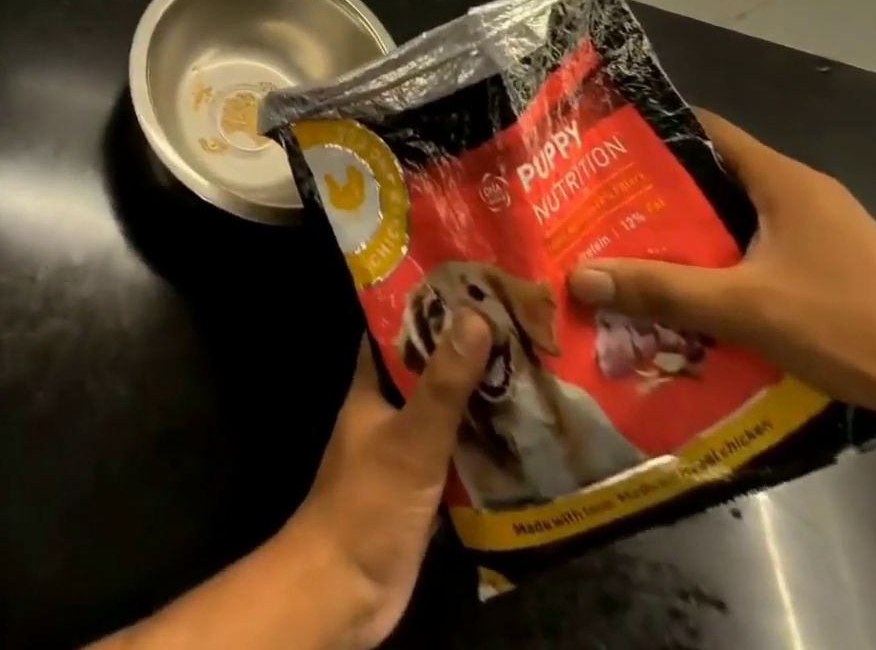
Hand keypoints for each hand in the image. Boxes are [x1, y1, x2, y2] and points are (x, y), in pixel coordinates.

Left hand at [279, 312, 490, 649]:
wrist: (345, 591)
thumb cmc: (368, 501)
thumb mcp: (410, 437)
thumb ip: (443, 382)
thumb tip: (475, 315)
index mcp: (373, 380)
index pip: (400, 324)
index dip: (431, 302)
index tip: (473, 283)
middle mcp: (389, 404)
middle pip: (431, 363)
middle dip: (467, 348)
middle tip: (517, 325)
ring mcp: (406, 444)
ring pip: (448, 406)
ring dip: (481, 394)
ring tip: (531, 368)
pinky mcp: (424, 484)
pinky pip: (459, 450)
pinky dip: (485, 440)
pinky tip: (523, 432)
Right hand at [567, 110, 875, 431]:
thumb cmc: (849, 328)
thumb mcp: (744, 308)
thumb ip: (661, 290)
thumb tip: (579, 276)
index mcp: (783, 179)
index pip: (706, 128)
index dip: (656, 132)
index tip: (610, 150)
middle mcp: (805, 191)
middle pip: (719, 171)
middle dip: (667, 188)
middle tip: (616, 206)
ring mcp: (829, 227)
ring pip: (744, 209)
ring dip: (700, 225)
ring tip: (648, 245)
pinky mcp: (842, 263)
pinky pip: (768, 239)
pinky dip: (732, 251)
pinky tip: (710, 285)